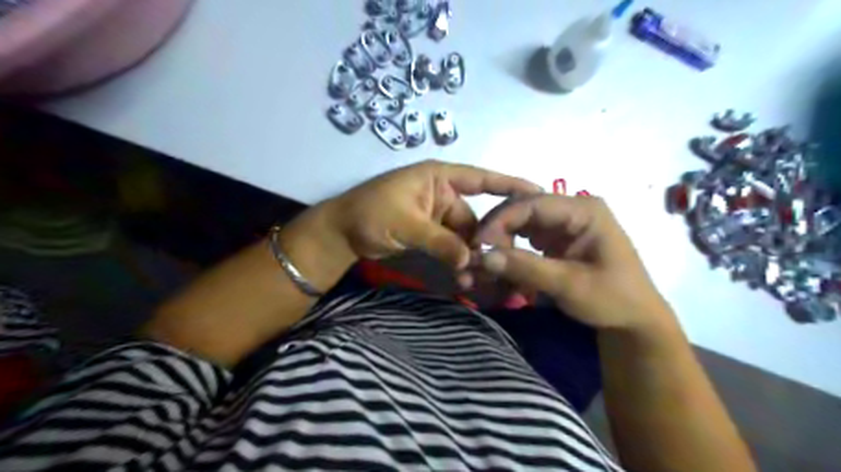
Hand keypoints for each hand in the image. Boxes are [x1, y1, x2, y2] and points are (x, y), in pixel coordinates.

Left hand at [283, 160, 542, 287]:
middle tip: (498, 263)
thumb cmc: (369, 214)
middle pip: (475, 216)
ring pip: (464, 235)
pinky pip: (452, 246)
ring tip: (479, 276)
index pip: (481, 178)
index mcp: (439, 178)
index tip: (538, 192)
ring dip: (471, 255)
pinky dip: (458, 259)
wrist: (340, 233)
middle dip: (485, 239)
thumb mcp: (405, 224)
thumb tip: (471, 260)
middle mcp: (443, 194)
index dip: (509, 184)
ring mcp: (437, 217)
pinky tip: (464, 275)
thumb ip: (439, 240)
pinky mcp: (430, 234)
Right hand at [476, 194, 673, 331]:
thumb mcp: (570, 285)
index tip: (478, 243)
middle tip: (478, 253)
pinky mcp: (558, 239)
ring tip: (487, 258)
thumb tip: (483, 256)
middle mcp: (573, 209)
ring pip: (522, 221)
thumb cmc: (612, 300)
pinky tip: (500, 260)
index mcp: (584, 210)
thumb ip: (527, 268)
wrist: (635, 320)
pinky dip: (510, 247)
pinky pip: (526, 235)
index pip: (532, 203)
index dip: (501, 220)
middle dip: (499, 229)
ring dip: (502, 237)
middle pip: (524, 208)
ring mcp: (564, 223)